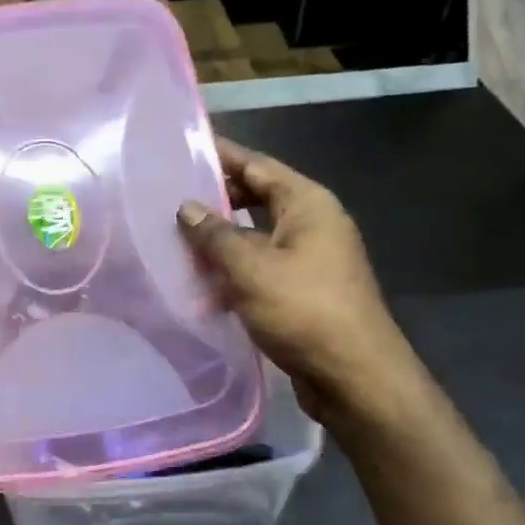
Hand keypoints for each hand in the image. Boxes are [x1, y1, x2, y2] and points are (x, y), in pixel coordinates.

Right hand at [178, 139, 421, 432]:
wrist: (354, 376)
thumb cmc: (303, 310)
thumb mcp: (250, 268)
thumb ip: (214, 234)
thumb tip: (186, 207)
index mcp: (307, 204)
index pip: (257, 165)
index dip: (221, 155)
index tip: (183, 148)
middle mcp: (313, 224)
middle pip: (258, 199)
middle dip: (216, 200)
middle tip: (170, 199)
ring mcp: (311, 259)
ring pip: (257, 237)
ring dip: (221, 241)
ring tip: (176, 242)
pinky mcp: (305, 292)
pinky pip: (262, 269)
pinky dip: (234, 273)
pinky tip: (202, 288)